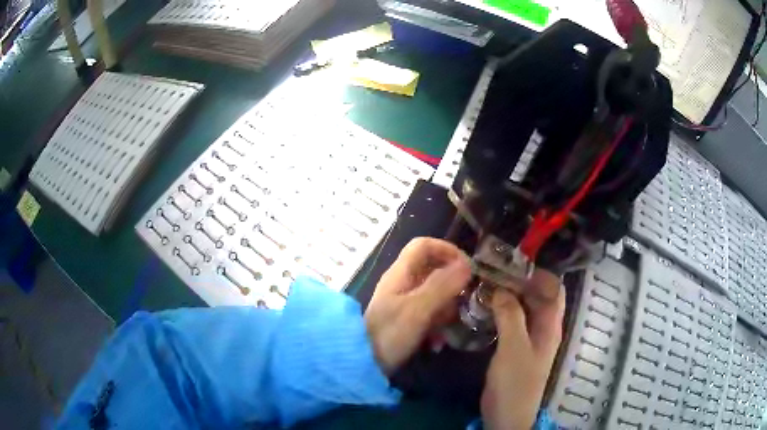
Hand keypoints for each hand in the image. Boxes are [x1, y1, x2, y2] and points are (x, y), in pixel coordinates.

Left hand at [365, 237, 471, 374]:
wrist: (363, 364)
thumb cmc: (389, 334)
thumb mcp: (418, 310)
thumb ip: (442, 286)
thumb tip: (466, 265)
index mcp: (400, 273)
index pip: (424, 245)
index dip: (446, 250)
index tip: (466, 268)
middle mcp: (401, 283)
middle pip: (432, 269)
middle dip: (452, 283)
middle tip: (466, 298)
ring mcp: (402, 302)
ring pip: (433, 293)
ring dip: (447, 306)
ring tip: (454, 323)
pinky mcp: (404, 320)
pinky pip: (428, 313)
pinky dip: (436, 322)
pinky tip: (439, 341)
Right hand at [481, 270, 564, 429]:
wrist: (507, 415)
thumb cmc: (516, 382)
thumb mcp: (514, 347)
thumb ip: (511, 315)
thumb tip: (501, 288)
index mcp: (550, 324)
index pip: (553, 288)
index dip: (537, 273)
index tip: (512, 262)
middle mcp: (542, 327)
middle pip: (537, 296)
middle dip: (518, 281)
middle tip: (492, 270)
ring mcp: (528, 337)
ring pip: (522, 308)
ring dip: (507, 295)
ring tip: (485, 283)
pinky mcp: (514, 346)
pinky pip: (510, 321)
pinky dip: (500, 310)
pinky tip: (483, 306)